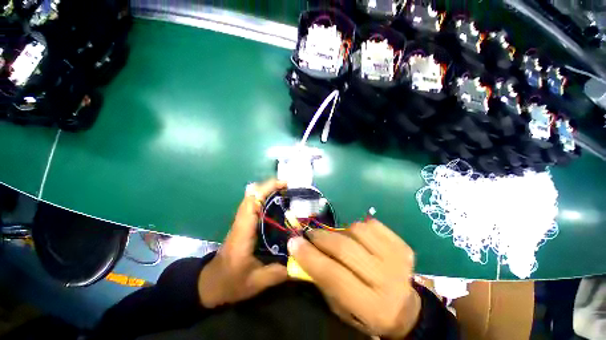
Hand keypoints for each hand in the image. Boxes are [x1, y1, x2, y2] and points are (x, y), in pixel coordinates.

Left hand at [198, 179, 287, 307]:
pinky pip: (254, 205)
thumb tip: (302, 262)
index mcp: (242, 234)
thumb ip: (279, 273)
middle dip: (270, 186)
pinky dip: (265, 198)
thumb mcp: (256, 283)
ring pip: (252, 198)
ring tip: (286, 192)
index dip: (266, 189)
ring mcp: (241, 222)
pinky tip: (278, 203)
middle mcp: (240, 223)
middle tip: (289, 187)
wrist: (209, 285)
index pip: (251, 203)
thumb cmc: (230, 283)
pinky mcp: (243, 224)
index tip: (284, 185)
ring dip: (268, 190)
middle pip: (251, 195)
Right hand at [288, 219, 420, 338]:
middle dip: (321, 238)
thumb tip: (301, 250)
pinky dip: (359, 227)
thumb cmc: (367, 312)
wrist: (406, 309)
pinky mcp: (402, 245)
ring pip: (357, 230)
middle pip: (345, 248)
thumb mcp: (340, 307)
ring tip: (338, 239)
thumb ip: (322, 279)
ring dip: (341, 232)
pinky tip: (358, 238)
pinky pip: (372, 224)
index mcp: (371, 306)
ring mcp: (398, 259)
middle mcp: (387, 281)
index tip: (294, 241)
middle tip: (311, 234)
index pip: (333, 275)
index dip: (309, 256)